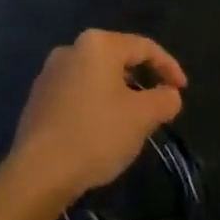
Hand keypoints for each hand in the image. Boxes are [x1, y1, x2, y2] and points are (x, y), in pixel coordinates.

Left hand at [8, 29, 186, 202]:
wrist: (37, 174)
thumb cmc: (96, 135)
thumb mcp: (142, 117)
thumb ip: (165, 100)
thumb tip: (170, 95)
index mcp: (98, 44)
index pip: (144, 47)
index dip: (168, 67)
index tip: (182, 90)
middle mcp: (71, 49)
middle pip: (118, 59)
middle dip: (142, 79)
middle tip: (158, 103)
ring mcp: (49, 73)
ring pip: (96, 77)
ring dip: (118, 93)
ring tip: (131, 120)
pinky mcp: (37, 99)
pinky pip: (76, 93)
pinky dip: (95, 105)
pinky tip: (100, 130)